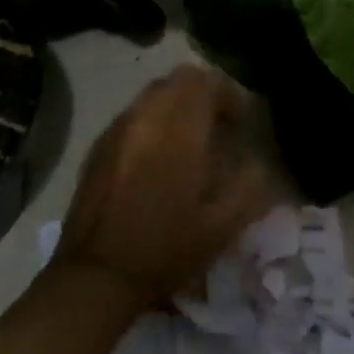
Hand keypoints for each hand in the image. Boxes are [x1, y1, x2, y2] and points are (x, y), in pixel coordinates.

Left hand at [56, 64, 273, 308]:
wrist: (96, 274)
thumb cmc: (165, 250)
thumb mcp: (221, 227)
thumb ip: (249, 186)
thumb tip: (258, 161)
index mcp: (178, 130)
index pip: (204, 80)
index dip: (228, 94)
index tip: (240, 123)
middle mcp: (146, 117)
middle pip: (178, 79)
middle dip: (203, 95)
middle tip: (218, 128)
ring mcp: (118, 128)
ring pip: (153, 94)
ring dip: (177, 106)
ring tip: (189, 143)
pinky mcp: (99, 144)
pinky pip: (133, 114)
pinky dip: (152, 122)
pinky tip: (157, 159)